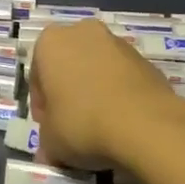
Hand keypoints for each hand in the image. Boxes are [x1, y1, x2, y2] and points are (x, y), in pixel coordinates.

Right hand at [29, 20, 178, 169]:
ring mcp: (117, 42)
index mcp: (50, 42)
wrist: (146, 125)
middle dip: (69, 94)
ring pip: (97, 70)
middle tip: (73, 127)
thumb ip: (46, 141)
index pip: (38, 76)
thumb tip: (50, 152)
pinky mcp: (145, 59)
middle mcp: (82, 32)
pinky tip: (123, 124)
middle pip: (68, 66)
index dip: (42, 107)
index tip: (51, 130)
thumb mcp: (51, 141)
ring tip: (102, 129)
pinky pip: (122, 78)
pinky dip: (119, 96)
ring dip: (95, 93)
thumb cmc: (84, 123)